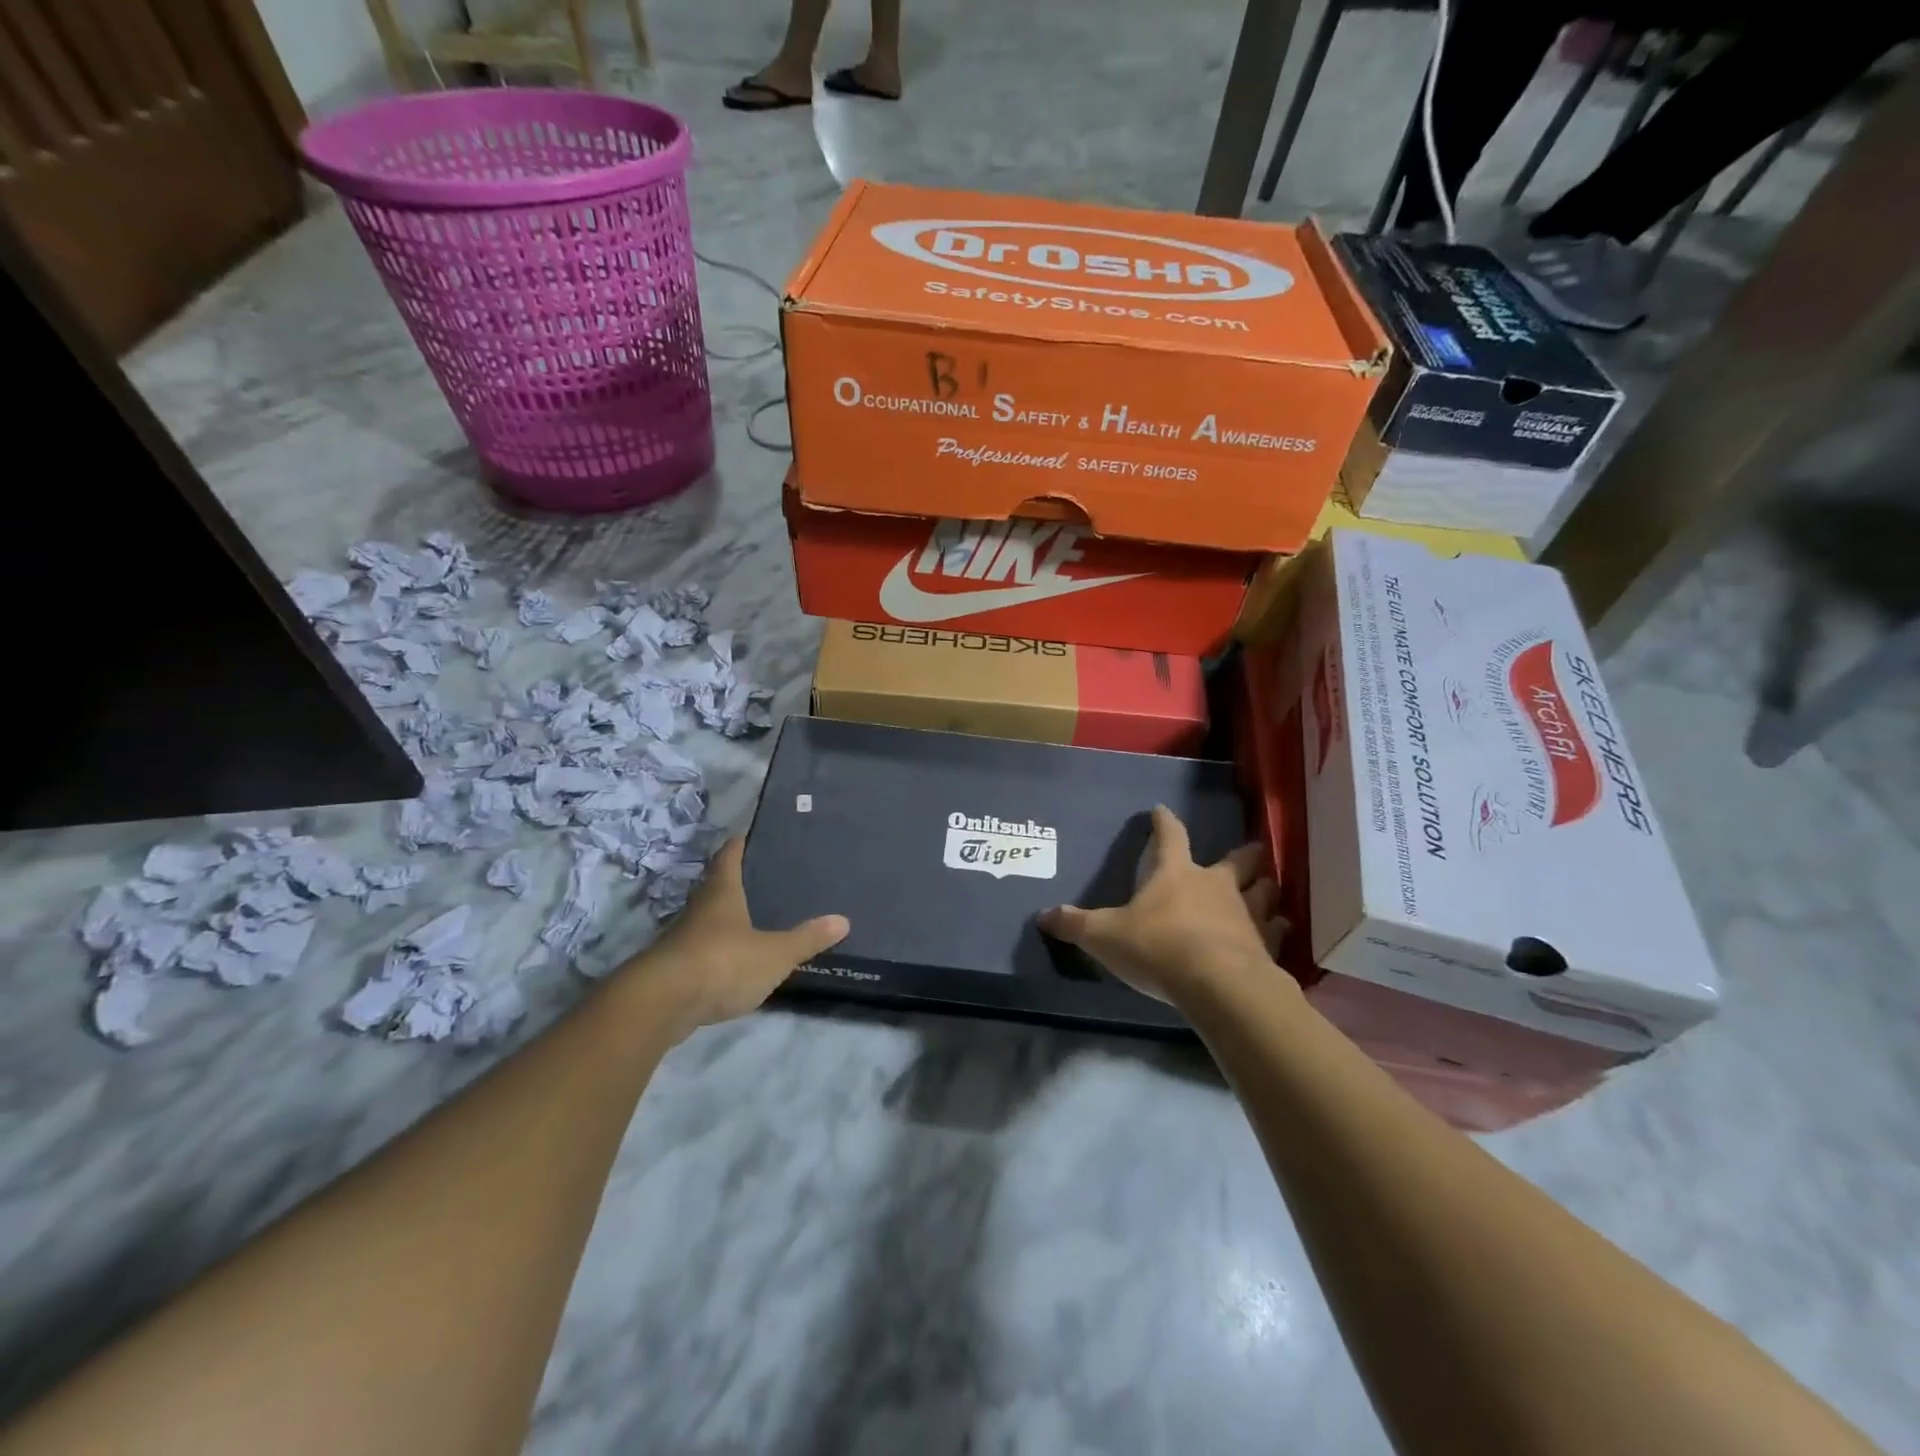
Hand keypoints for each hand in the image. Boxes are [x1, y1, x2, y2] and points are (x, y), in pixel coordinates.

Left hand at [633, 838, 848, 1039]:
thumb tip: (842, 920)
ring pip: (711, 919)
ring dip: (731, 917)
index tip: (759, 833)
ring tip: (762, 917)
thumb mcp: (775, 953)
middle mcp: (700, 907)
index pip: (731, 854)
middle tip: (773, 877)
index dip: (743, 842)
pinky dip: (723, 950)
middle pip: (720, 885)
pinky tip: (741, 959)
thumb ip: (807, 939)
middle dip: (741, 881)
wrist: (660, 1005)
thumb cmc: (722, 963)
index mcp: (723, 891)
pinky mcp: (677, 968)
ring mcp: (685, 938)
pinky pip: (706, 950)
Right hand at [1039, 806, 1284, 1005]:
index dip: (1164, 822)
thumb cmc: (1158, 948)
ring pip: (1263, 892)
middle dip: (1242, 854)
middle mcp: (1215, 886)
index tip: (1162, 810)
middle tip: (1251, 849)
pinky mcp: (1266, 946)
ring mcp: (1245, 914)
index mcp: (1176, 874)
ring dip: (1264, 889)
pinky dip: (1278, 930)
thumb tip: (1043, 916)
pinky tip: (1279, 931)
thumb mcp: (1105, 936)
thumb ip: (1075, 925)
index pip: (1170, 836)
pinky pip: (1277, 932)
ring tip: (1266, 888)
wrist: (1217, 985)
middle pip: (1236, 860)